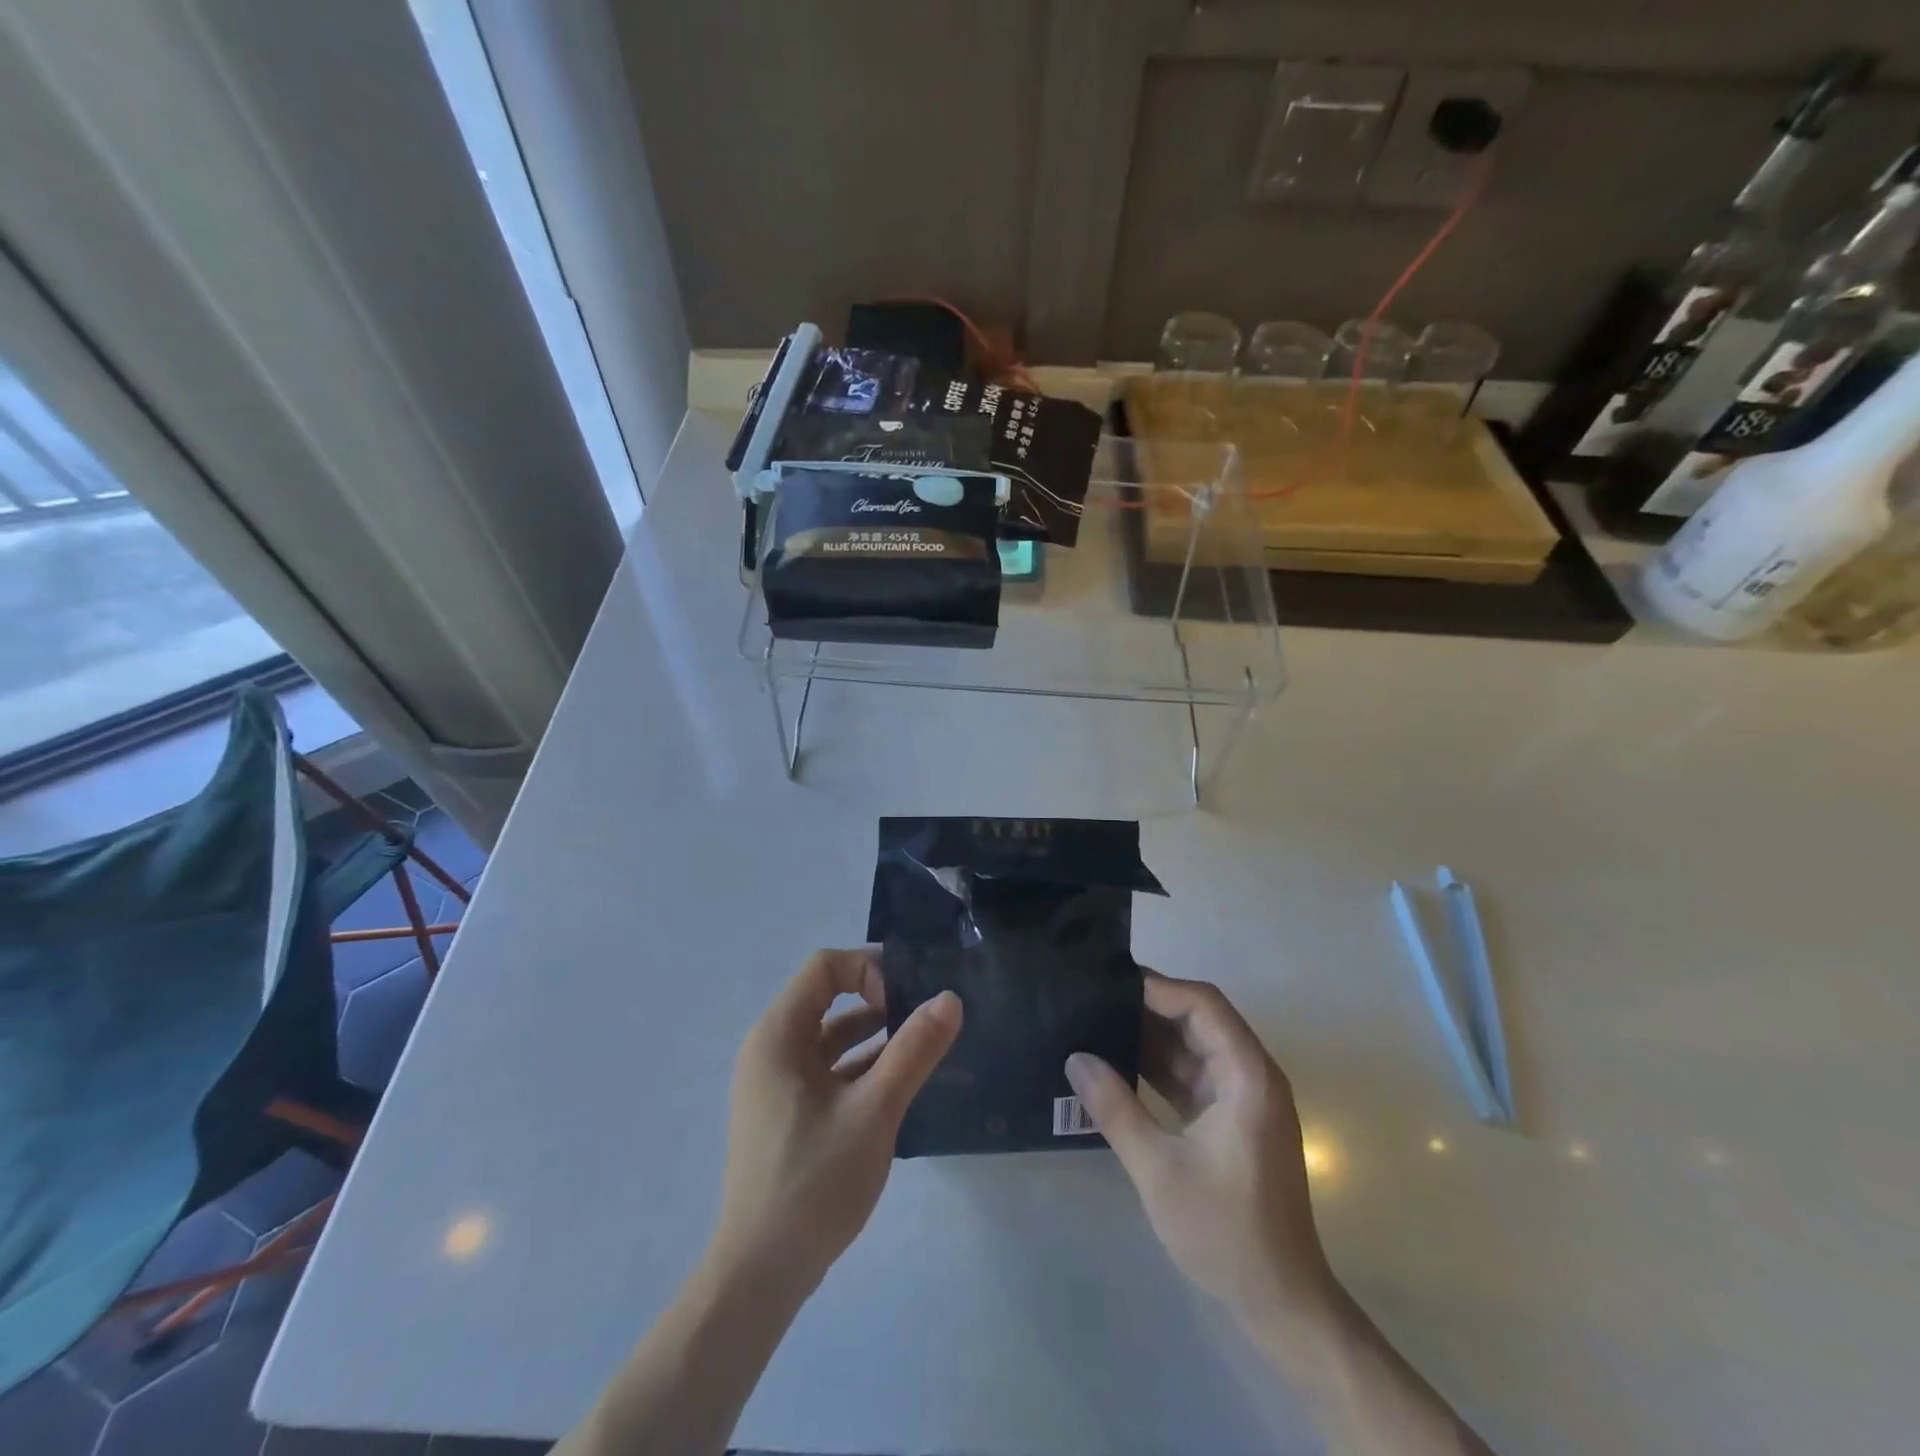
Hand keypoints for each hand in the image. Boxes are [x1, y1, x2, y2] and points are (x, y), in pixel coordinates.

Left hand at [712, 948, 961, 1294]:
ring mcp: (776, 1084)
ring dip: (873, 1034)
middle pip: (826, 997)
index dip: (868, 969)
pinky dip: (860, 1066)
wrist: (761, 1274)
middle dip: (878, 998)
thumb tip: (950, 998)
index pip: (824, 967)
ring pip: (829, 1037)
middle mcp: (771, 1049)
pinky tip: (898, 1082)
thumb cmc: (814, 1181)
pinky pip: (826, 1069)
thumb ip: (914, 1050)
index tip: (907, 998)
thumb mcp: (875, 1110)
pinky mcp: (786, 1113)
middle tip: (926, 1013)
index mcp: (778, 1035)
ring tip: (921, 1044)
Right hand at [1065, 972, 1329, 1325]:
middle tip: (1094, 999)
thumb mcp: (1159, 1169)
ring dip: (1149, 1038)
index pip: (1203, 1004)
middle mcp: (1250, 1075)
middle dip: (1148, 1008)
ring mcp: (1242, 1098)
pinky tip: (1117, 1065)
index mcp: (1247, 1075)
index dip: (1158, 988)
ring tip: (1096, 1024)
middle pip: (1198, 1019)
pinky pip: (1192, 1076)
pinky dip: (1158, 1068)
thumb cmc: (1226, 1231)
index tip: (1110, 985)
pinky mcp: (1231, 1119)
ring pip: (1192, 1047)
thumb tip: (1075, 1058)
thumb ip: (1115, 1109)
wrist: (1280, 1302)